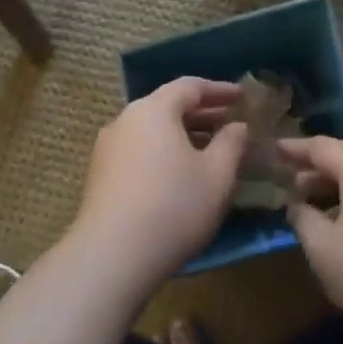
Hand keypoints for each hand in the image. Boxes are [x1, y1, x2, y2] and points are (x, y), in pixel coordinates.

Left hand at [74, 78, 248, 292]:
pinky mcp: (100, 175)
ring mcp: (108, 147)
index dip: (220, 90)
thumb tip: (237, 127)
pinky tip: (181, 174)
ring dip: (183, 135)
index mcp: (154, 109)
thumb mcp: (217, 175)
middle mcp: (126, 120)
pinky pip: (140, 150)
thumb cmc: (174, 207)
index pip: (190, 86)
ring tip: (210, 150)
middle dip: (202, 113)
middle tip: (230, 123)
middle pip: (168, 106)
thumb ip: (231, 144)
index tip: (242, 97)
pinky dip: (164, 152)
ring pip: (153, 130)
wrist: (111, 256)